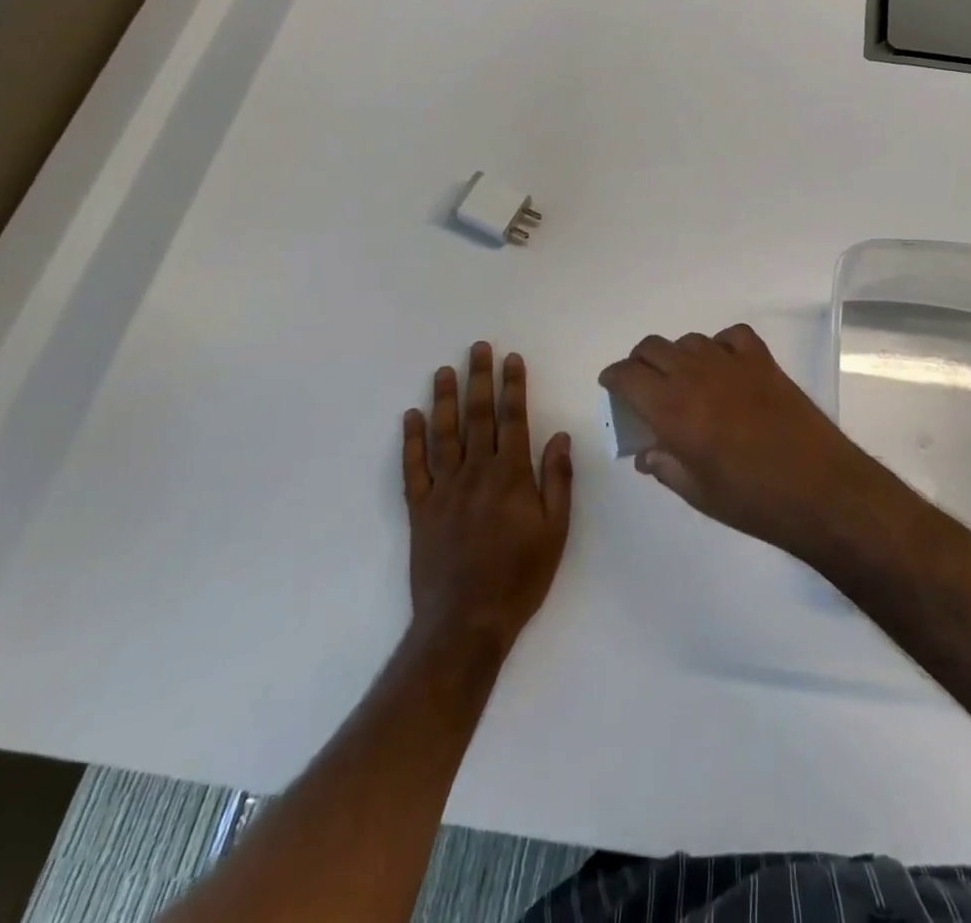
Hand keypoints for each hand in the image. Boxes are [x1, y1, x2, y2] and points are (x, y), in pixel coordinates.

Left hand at [403, 343, 572, 647]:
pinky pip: (413, 468)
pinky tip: (411, 417)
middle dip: (480, 379)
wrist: (466, 621)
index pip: (513, 418)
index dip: (513, 386)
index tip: (512, 359)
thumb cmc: (520, 576)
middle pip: (477, 416)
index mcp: (511, 475)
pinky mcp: (420, 510)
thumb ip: (557, 479)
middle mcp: (476, 473)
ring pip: (443, 434)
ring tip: (445, 370)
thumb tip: (559, 435)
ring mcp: (443, 490)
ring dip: (444, 399)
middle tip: (478, 347)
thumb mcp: (556, 530)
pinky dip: (411, 440)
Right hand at [598, 324, 877, 555]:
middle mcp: (695, 375)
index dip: (614, 378)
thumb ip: (664, 466)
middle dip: (640, 363)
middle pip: (652, 348)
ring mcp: (731, 363)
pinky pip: (731, 336)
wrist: (819, 488)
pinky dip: (720, 345)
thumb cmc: (752, 500)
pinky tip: (725, 367)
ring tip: (686, 382)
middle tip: (644, 387)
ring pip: (689, 341)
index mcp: (671, 408)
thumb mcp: (697, 492)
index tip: (613, 388)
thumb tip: (646, 453)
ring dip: (678, 357)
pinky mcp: (763, 361)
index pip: (627, 374)